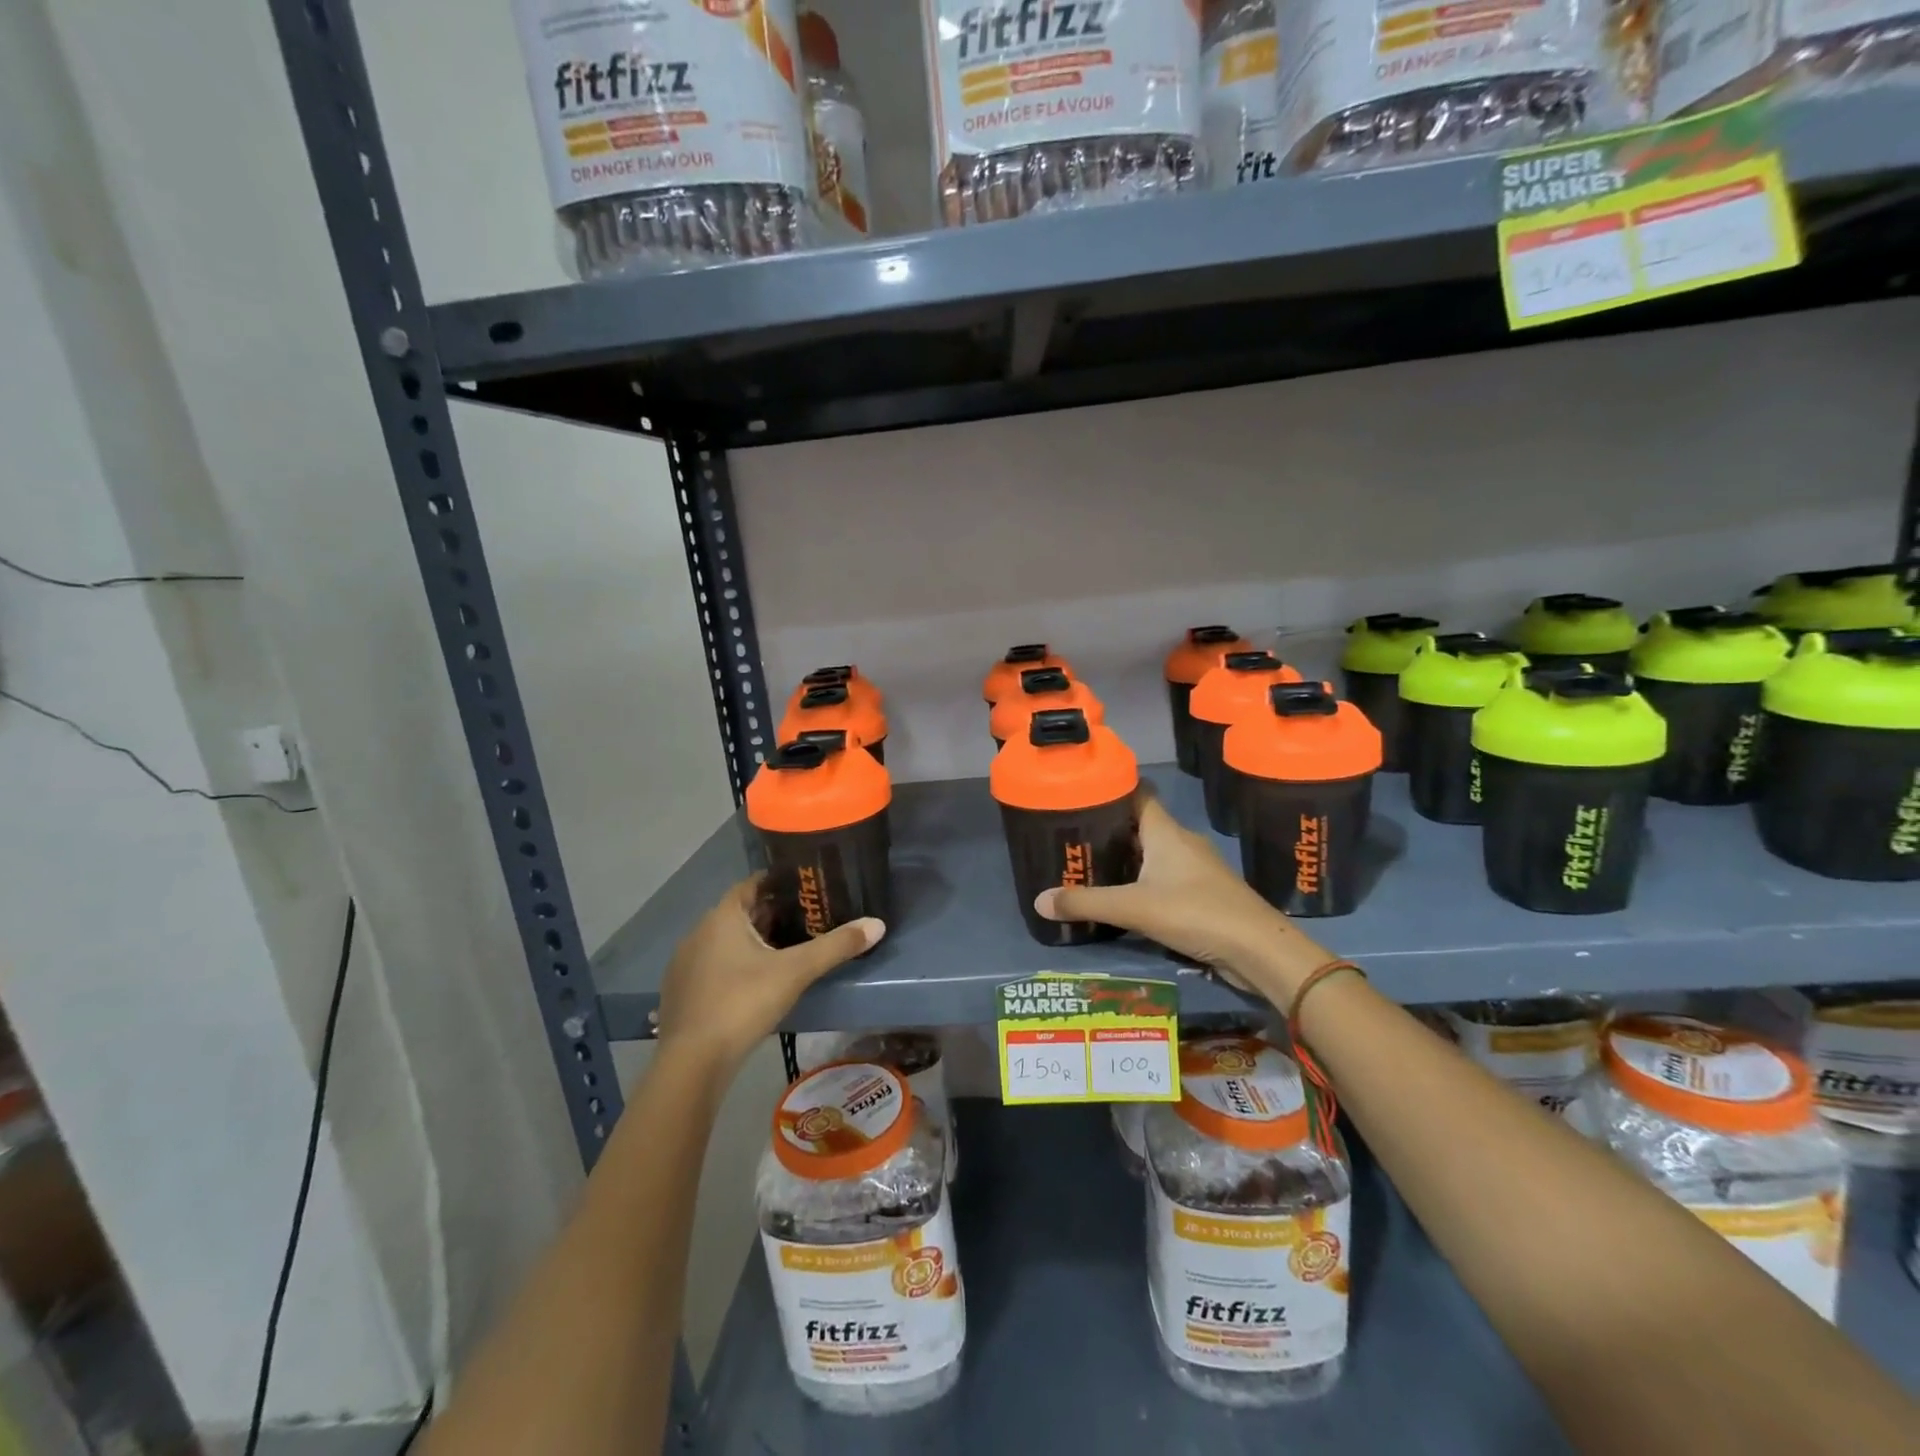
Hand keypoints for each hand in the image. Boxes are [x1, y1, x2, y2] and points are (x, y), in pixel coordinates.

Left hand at [655, 879, 884, 1073]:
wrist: (693, 1062)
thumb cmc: (743, 1002)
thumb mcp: (796, 971)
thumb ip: (836, 946)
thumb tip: (878, 924)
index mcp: (723, 917)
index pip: (752, 884)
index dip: (779, 882)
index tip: (806, 888)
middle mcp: (698, 932)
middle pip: (740, 912)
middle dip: (771, 914)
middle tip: (806, 920)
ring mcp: (685, 963)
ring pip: (725, 940)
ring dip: (752, 941)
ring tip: (786, 951)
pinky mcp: (680, 992)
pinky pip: (713, 966)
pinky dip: (735, 965)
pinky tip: (755, 984)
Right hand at [1035, 795, 1328, 1003]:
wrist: (1259, 950)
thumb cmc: (1196, 913)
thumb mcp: (1134, 908)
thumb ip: (1086, 903)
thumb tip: (1038, 900)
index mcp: (1166, 832)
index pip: (1138, 794)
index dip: (1111, 789)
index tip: (1081, 794)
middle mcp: (1182, 842)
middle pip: (1140, 825)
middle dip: (1109, 830)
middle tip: (1074, 839)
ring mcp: (1196, 869)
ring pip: (1153, 854)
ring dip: (1126, 859)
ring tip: (1091, 868)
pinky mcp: (1204, 894)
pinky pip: (1165, 878)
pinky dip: (1143, 882)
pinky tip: (1125, 899)